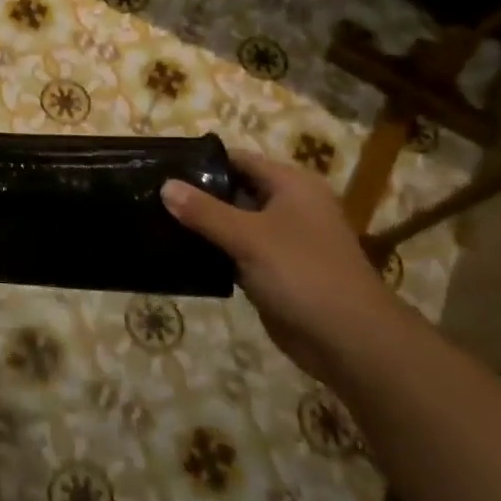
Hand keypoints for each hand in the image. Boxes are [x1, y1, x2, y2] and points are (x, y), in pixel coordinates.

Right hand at [163, 152, 408, 382]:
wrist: (349, 340)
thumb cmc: (302, 274)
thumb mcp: (249, 237)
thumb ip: (204, 211)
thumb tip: (164, 185)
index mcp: (292, 185)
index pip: (238, 160)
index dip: (202, 161)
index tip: (162, 166)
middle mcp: (289, 206)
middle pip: (234, 190)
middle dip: (196, 194)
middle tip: (151, 195)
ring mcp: (282, 240)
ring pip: (233, 223)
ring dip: (202, 225)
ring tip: (155, 221)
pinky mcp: (274, 270)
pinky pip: (236, 252)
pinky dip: (213, 252)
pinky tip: (178, 253)